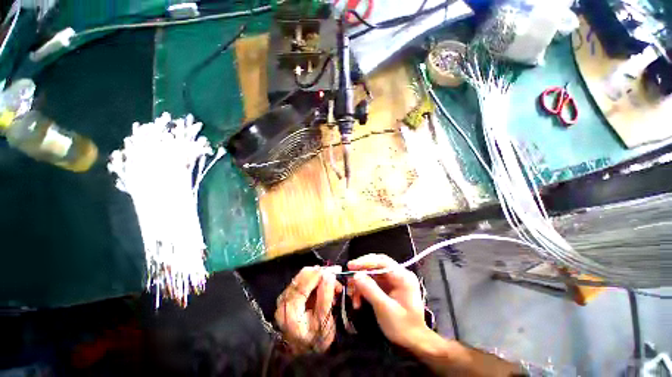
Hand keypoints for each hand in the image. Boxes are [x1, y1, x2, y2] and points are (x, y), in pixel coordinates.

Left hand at [275, 266, 341, 354]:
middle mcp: (283, 302)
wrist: (302, 348)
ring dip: (318, 276)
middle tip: (335, 275)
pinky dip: (314, 279)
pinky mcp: (288, 293)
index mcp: (290, 313)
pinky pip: (302, 279)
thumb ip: (325, 297)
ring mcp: (285, 297)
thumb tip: (329, 275)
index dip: (317, 276)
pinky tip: (324, 285)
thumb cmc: (315, 339)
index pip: (302, 287)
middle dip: (320, 274)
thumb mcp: (324, 322)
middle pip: (301, 278)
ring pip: (302, 276)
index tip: (332, 270)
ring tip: (332, 283)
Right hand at [347, 254, 428, 349]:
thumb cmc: (403, 326)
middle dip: (361, 271)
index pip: (382, 262)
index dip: (365, 262)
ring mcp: (393, 280)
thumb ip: (370, 290)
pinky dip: (364, 289)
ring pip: (372, 273)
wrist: (414, 342)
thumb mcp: (385, 309)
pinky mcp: (388, 287)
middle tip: (349, 278)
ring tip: (352, 296)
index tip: (350, 266)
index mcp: (403, 277)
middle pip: (376, 265)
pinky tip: (358, 300)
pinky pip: (372, 282)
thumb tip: (356, 275)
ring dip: (361, 283)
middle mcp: (399, 274)